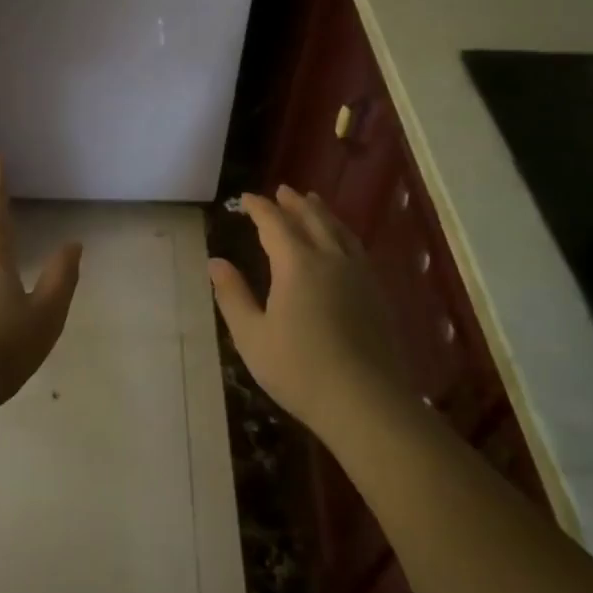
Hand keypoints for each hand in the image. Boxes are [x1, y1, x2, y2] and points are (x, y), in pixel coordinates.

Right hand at [208, 186, 406, 436]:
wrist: (366, 402)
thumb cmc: (299, 369)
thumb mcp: (252, 335)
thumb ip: (232, 295)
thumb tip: (215, 262)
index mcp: (297, 264)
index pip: (275, 223)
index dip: (259, 208)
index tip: (245, 198)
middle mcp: (330, 259)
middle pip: (312, 219)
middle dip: (294, 203)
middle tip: (282, 190)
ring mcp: (359, 275)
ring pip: (339, 230)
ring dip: (322, 213)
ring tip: (313, 202)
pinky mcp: (377, 293)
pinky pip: (356, 248)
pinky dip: (342, 233)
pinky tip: (342, 243)